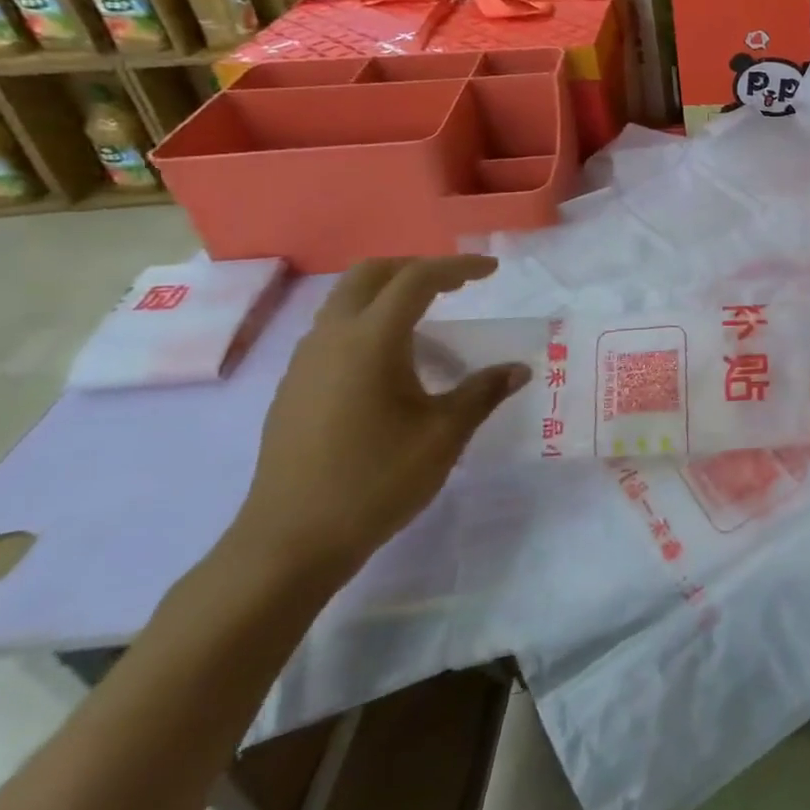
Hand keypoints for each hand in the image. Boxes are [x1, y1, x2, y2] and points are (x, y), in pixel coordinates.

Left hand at [235, 256, 529, 583]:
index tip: (491, 271)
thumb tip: (519, 368)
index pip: (416, 280)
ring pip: (346, 300)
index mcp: (370, 341)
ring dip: (389, 294)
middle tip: (457, 283)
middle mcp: (331, 338)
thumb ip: (483, 392)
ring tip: (431, 316)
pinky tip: (394, 360)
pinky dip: (369, 321)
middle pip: (370, 275)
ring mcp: (305, 362)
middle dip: (416, 268)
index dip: (457, 268)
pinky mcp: (295, 387)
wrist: (290, 541)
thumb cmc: (376, 480)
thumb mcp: (444, 434)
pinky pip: (334, 330)